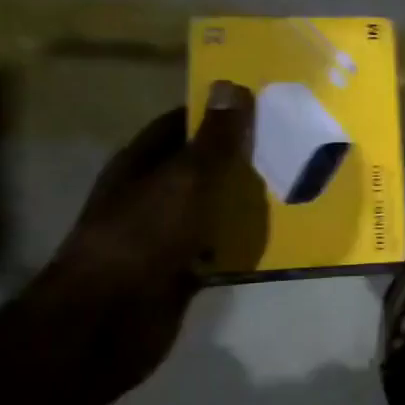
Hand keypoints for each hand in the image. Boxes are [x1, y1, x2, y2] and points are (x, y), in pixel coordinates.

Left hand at [38, 82, 265, 387]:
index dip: (218, 113)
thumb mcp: (186, 179)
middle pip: (200, 167)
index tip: (264, 106)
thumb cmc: (144, 236)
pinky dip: (241, 244)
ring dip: (245, 202)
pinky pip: (216, 249)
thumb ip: (214, 139)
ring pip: (211, 209)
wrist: (109, 320)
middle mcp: (150, 195)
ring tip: (295, 187)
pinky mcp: (178, 271)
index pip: (181, 124)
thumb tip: (231, 85)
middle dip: (240, 158)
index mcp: (141, 163)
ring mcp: (163, 235)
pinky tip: (278, 238)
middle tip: (292, 147)